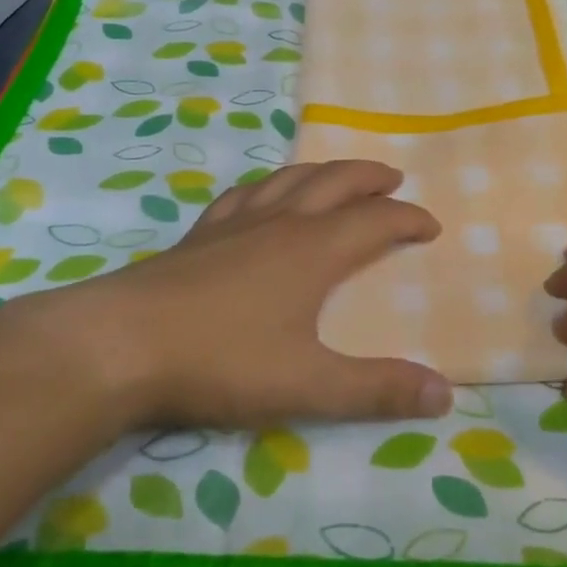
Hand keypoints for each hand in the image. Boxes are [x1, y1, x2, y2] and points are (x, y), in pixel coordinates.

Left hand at [1, 160, 452, 431]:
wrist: (120, 345)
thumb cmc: (222, 361)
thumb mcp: (309, 385)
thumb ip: (377, 390)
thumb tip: (446, 394)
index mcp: (314, 249)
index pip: (377, 221)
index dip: (409, 219)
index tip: (431, 226)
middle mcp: (280, 223)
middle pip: (335, 182)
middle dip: (370, 178)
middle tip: (393, 179)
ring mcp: (235, 223)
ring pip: (289, 179)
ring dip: (323, 172)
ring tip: (337, 175)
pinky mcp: (199, 234)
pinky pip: (244, 194)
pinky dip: (267, 186)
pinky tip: (261, 195)